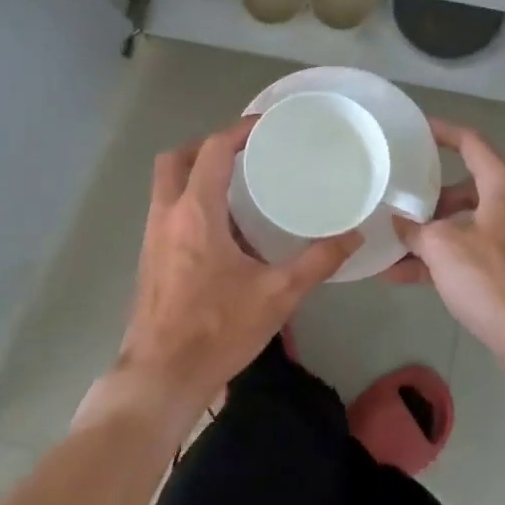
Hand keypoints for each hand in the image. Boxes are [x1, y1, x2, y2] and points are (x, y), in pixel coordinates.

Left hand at [96, 117, 359, 430]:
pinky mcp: (150, 259)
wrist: (161, 377)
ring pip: (166, 185)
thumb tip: (354, 236)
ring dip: (196, 174)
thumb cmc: (217, 330)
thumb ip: (318, 262)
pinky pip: (168, 211)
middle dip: (207, 147)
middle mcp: (167, 215)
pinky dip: (190, 202)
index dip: (239, 131)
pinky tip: (223, 230)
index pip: (213, 150)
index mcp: (196, 213)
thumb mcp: (277, 295)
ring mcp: (152, 237)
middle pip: (176, 159)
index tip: (266, 126)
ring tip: (238, 186)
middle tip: (243, 154)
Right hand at [387, 120, 504, 361]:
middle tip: (395, 197)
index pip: (471, 143)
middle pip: (464, 188)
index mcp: (503, 187)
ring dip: (428, 234)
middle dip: (426, 196)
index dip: (442, 132)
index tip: (413, 131)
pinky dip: (440, 259)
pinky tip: (401, 276)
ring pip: (463, 224)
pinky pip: (468, 253)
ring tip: (388, 242)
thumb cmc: (492, 279)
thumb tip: (398, 223)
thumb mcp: (443, 248)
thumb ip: (415, 230)